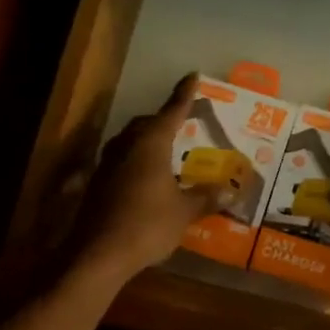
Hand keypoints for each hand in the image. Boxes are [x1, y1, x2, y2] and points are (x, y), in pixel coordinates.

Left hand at [71, 73, 217, 281]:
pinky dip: (136, 160)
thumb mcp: (184, 212)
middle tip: (182, 122)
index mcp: (151, 144)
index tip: (192, 76)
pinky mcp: (98, 183)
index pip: (172, 111)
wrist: (98, 254)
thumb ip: (205, 198)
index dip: (184, 94)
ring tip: (165, 148)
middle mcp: (127, 146)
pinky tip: (147, 176)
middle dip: (163, 119)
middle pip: (146, 123)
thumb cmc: (147, 225)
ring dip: (147, 139)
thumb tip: (231, 192)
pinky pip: (122, 160)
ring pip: (130, 140)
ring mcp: (108, 164)